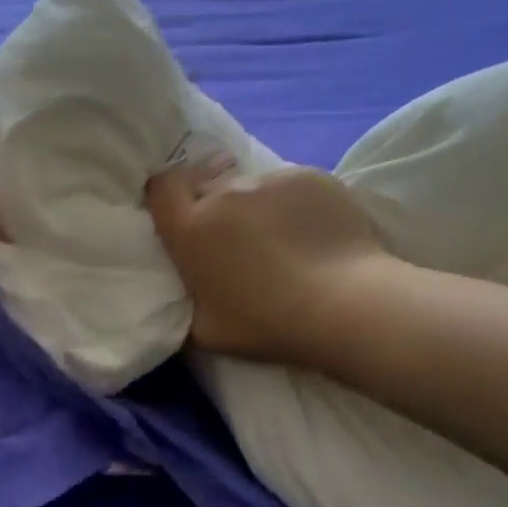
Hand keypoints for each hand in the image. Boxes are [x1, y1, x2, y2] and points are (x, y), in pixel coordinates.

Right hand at [145, 161, 390, 364]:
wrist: (346, 305)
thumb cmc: (268, 323)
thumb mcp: (205, 331)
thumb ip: (185, 304)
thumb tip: (184, 297)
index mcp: (191, 227)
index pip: (161, 186)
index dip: (167, 197)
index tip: (180, 216)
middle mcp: (223, 192)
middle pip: (207, 186)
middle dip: (215, 207)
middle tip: (237, 240)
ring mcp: (269, 180)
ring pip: (251, 186)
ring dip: (257, 206)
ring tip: (284, 238)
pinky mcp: (309, 176)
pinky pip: (289, 185)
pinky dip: (294, 203)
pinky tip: (314, 231)